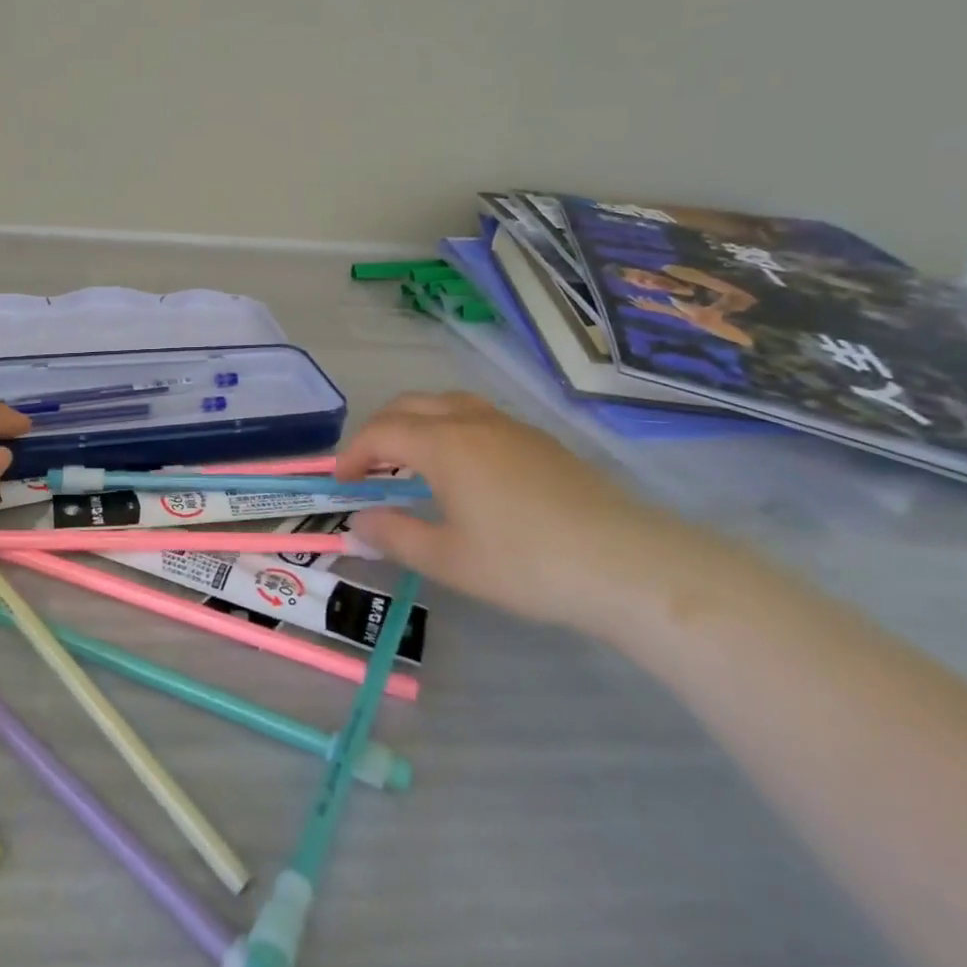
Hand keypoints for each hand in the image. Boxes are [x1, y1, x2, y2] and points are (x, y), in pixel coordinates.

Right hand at [338, 392, 707, 633]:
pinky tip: (464, 468)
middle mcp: (472, 421)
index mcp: (444, 443)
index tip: (341, 483)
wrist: (624, 563)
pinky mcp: (540, 440)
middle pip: (411, 405)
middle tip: (369, 466)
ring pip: (447, 403)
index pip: (382, 432)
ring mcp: (511, 426)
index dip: (354, 453)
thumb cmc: (525, 563)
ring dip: (417, 422)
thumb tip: (359, 521)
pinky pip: (478, 416)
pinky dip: (450, 428)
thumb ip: (396, 535)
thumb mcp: (449, 560)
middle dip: (380, 429)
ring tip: (412, 459)